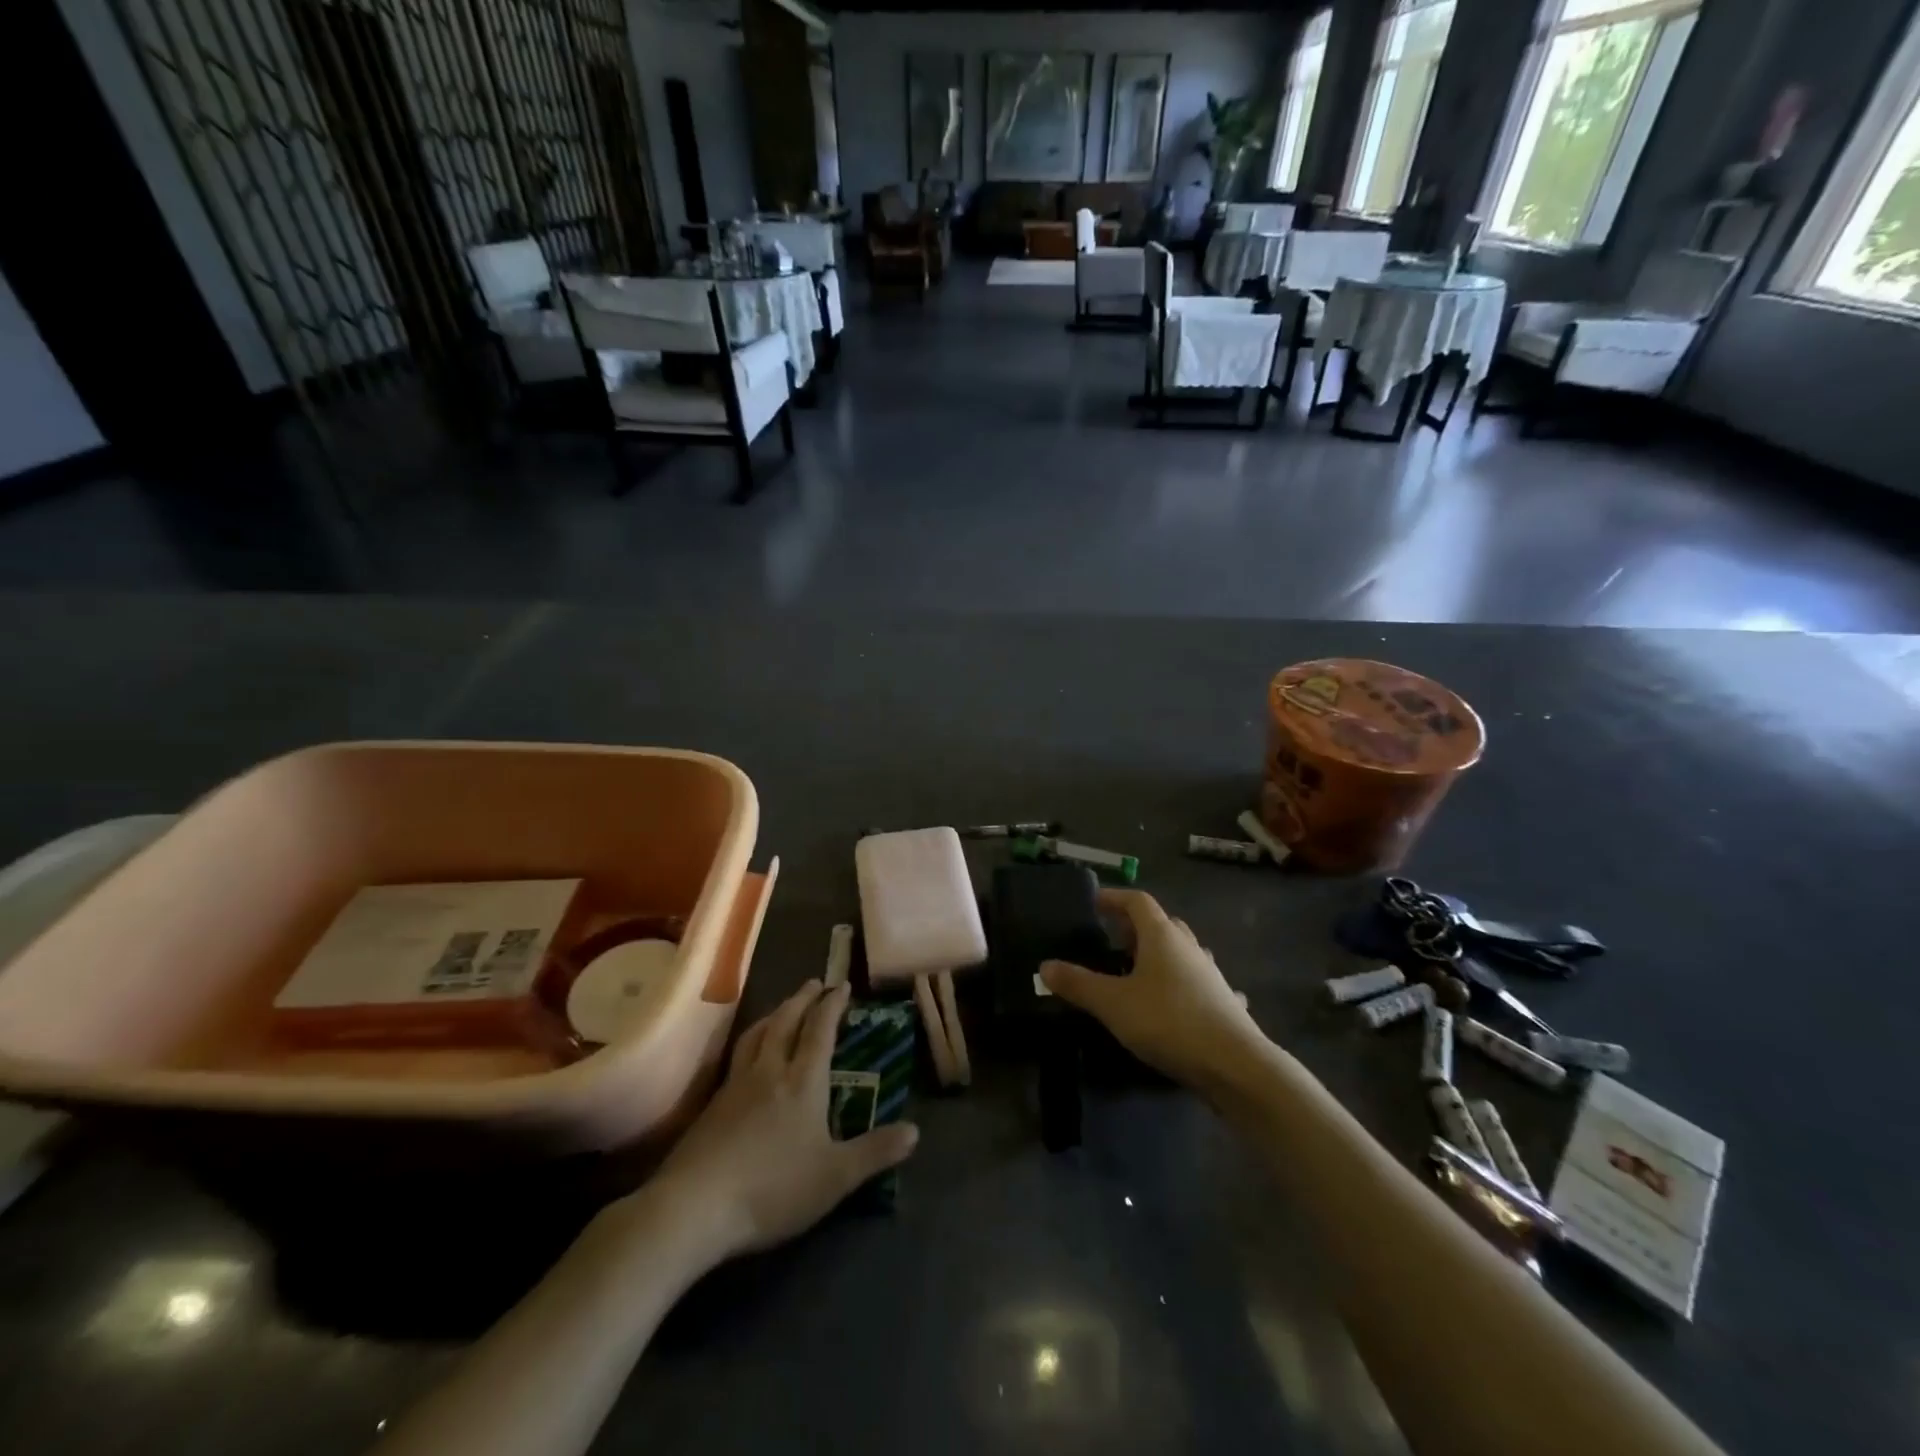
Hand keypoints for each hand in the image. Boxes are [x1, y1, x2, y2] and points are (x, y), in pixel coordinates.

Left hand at [649, 981, 918, 1262]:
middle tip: (813, 983)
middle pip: (786, 1022)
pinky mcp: (712, 1105)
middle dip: (803, 1000)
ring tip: (783, 1007)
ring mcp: (736, 1085)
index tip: (842, 985)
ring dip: (774, 1014)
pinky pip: (737, 1056)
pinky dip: (751, 1041)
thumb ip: (875, 1152)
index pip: (820, 1031)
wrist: (696, 1206)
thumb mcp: (835, 1176)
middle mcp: (770, 1071)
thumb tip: (915, 1131)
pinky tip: (748, 1055)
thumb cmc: (773, 1188)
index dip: (832, 1006)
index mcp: (803, 1081)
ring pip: (757, 1034)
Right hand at [1041, 889, 1266, 1096]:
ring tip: (1137, 970)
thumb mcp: (1113, 1003)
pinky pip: (1198, 982)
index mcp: (1161, 935)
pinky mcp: (1224, 1001)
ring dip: (1159, 953)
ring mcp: (1210, 973)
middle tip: (1109, 938)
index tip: (1093, 903)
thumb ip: (1078, 983)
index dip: (1114, 897)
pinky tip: (1178, 1001)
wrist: (1235, 1065)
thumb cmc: (1168, 1021)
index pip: (1137, 901)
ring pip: (1180, 951)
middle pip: (1160, 923)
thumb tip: (1044, 966)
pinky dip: (1183, 983)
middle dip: (1134, 926)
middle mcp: (1188, 946)